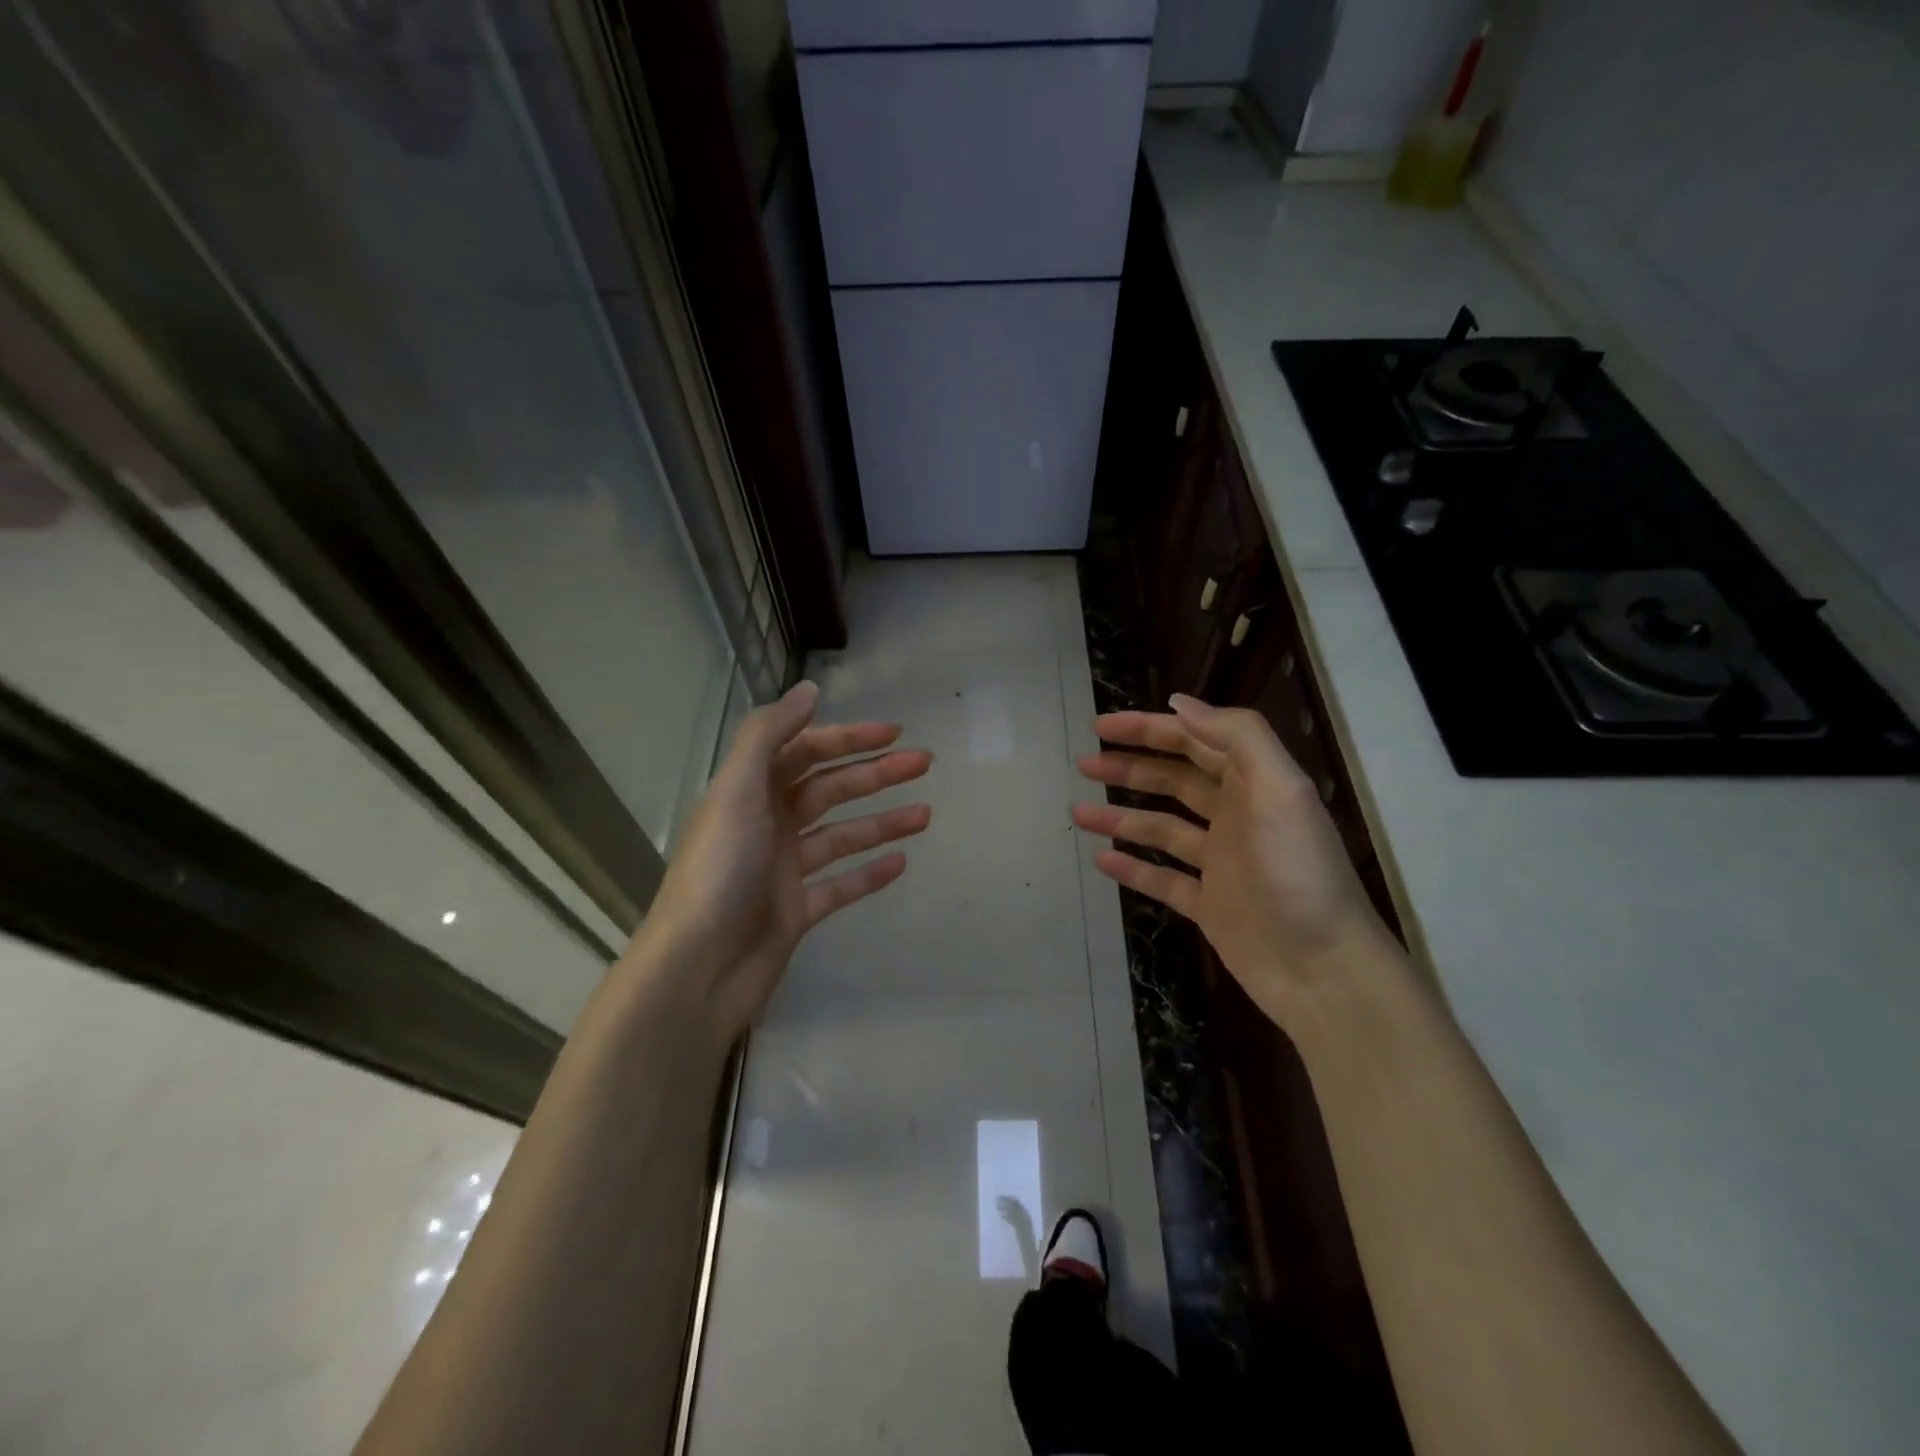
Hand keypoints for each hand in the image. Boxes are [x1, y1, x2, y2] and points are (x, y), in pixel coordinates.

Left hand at [629, 681, 931, 1040]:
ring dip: (882, 821)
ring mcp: (784, 869)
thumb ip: (768, 736)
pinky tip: (902, 863)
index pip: (805, 751)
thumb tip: (810, 690)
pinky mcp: (797, 910)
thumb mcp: (737, 792)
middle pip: (830, 789)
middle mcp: (768, 824)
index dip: (848, 737)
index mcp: (750, 792)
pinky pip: (841, 884)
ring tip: (926, 814)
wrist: (700, 968)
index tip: (892, 732)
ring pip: (842, 835)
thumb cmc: (719, 872)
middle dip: (876, 773)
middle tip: (925, 763)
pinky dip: (869, 873)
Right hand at [1072, 694, 1392, 1021]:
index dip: (1149, 729)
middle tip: (1083, 762)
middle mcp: (1236, 817)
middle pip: (1174, 780)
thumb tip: (1180, 703)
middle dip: (1129, 767)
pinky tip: (1102, 860)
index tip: (1103, 727)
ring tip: (1079, 812)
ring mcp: (1220, 863)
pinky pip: (1163, 879)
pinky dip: (1133, 868)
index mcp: (1254, 785)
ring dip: (1121, 816)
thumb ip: (1239, 737)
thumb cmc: (1299, 874)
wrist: (1323, 970)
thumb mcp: (1280, 792)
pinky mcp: (1209, 905)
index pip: (1195, 741)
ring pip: (1161, 828)